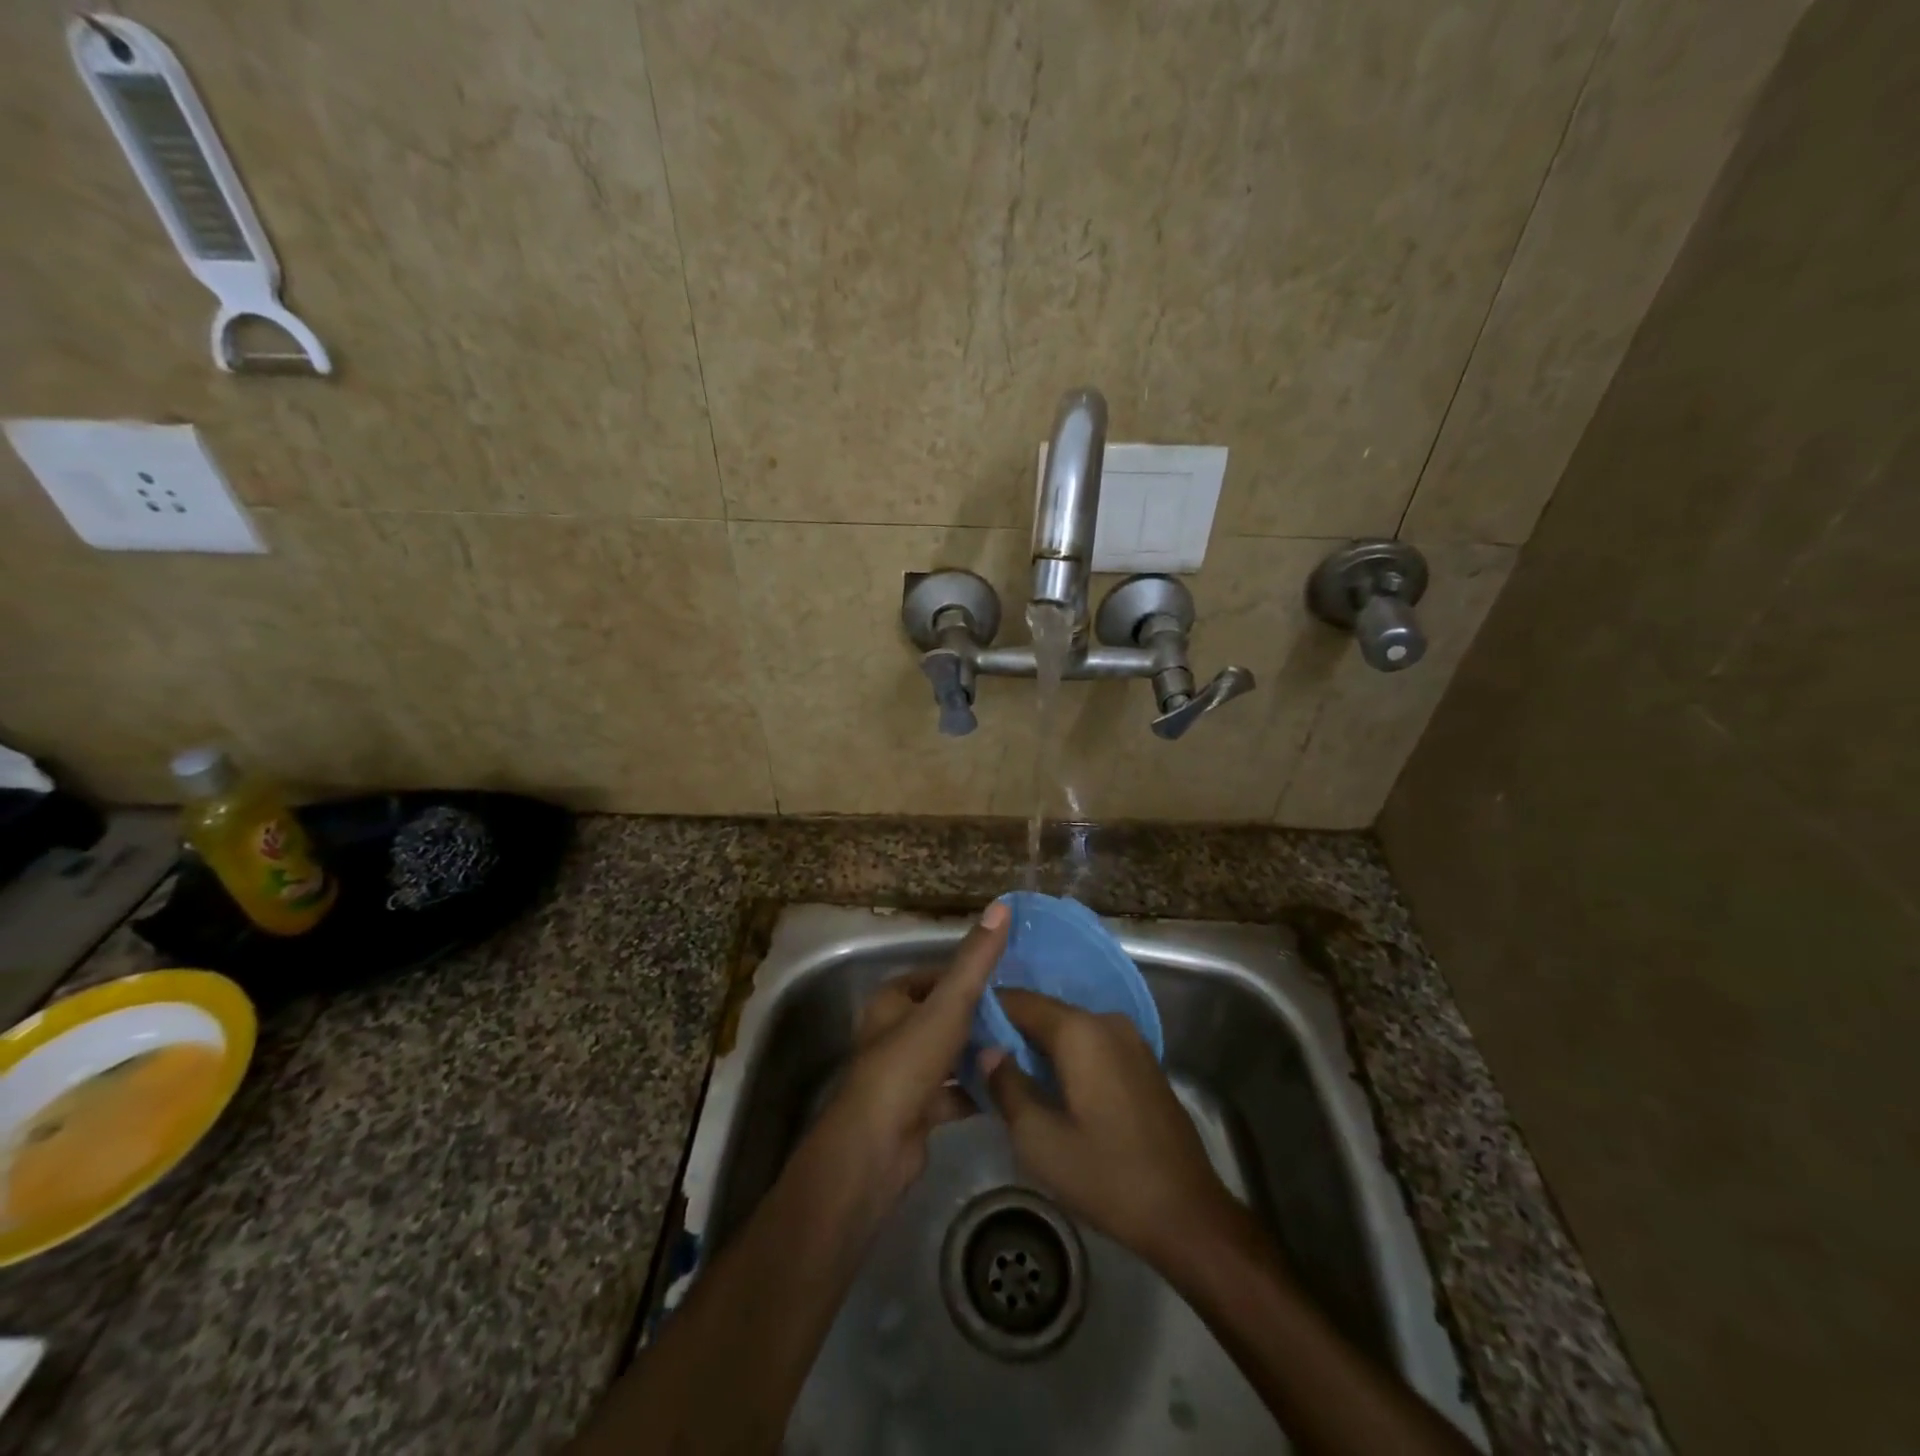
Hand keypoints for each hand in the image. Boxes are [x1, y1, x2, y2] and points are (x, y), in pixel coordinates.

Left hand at [811, 901, 1010, 1208]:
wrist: (877, 1147)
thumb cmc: (908, 1064)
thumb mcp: (948, 1005)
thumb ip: (976, 960)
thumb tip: (1001, 906)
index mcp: (892, 1002)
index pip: (935, 977)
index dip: (968, 977)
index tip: (1008, 980)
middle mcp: (893, 1033)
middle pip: (943, 1017)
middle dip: (979, 1018)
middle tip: (1023, 1016)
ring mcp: (903, 1075)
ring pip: (949, 1056)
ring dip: (978, 1055)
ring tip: (1022, 1050)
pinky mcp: (915, 1112)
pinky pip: (952, 1094)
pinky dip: (975, 1091)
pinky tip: (1007, 1090)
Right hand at [986, 990, 1240, 1267]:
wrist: (1187, 1214)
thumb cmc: (1107, 1176)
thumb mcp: (1040, 1140)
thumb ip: (1007, 1086)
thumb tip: (987, 1050)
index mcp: (1080, 1031)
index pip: (1019, 1001)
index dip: (985, 1012)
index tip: (957, 1030)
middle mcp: (1106, 1021)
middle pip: (1045, 1014)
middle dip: (1010, 1032)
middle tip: (974, 1057)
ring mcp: (1130, 1041)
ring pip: (1069, 1031)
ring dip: (1038, 1047)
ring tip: (1004, 1073)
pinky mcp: (1142, 1063)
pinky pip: (1091, 1046)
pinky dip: (1065, 1058)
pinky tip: (1047, 1086)